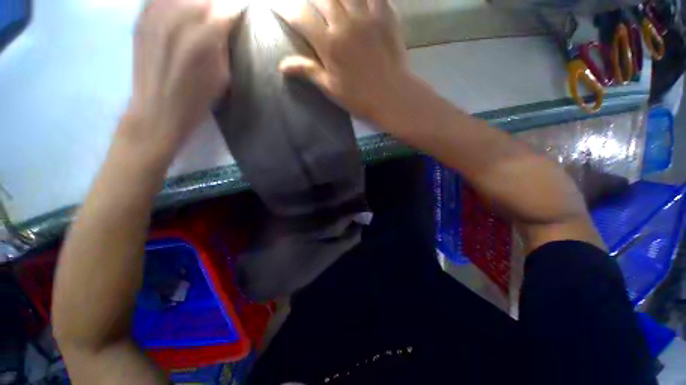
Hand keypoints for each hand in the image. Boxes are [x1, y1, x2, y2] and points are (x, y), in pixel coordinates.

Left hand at [123, 0, 242, 157]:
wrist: (158, 110)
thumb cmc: (198, 99)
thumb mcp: (223, 77)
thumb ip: (224, 45)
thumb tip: (227, 23)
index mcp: (204, 37)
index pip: (228, 8)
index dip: (237, 10)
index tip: (241, 16)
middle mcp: (178, 17)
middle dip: (219, 5)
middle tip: (223, 16)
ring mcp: (156, 13)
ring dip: (199, 4)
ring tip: (203, 15)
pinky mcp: (142, 17)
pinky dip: (177, 3)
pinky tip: (182, 12)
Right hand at [275, 0, 410, 120]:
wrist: (391, 95)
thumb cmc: (359, 97)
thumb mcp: (331, 88)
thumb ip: (308, 71)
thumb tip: (281, 65)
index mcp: (329, 45)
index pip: (301, 16)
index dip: (287, 9)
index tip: (280, 8)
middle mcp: (344, 24)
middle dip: (312, 0)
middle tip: (311, 7)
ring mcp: (366, 16)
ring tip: (332, 4)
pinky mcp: (385, 14)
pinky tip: (357, 1)